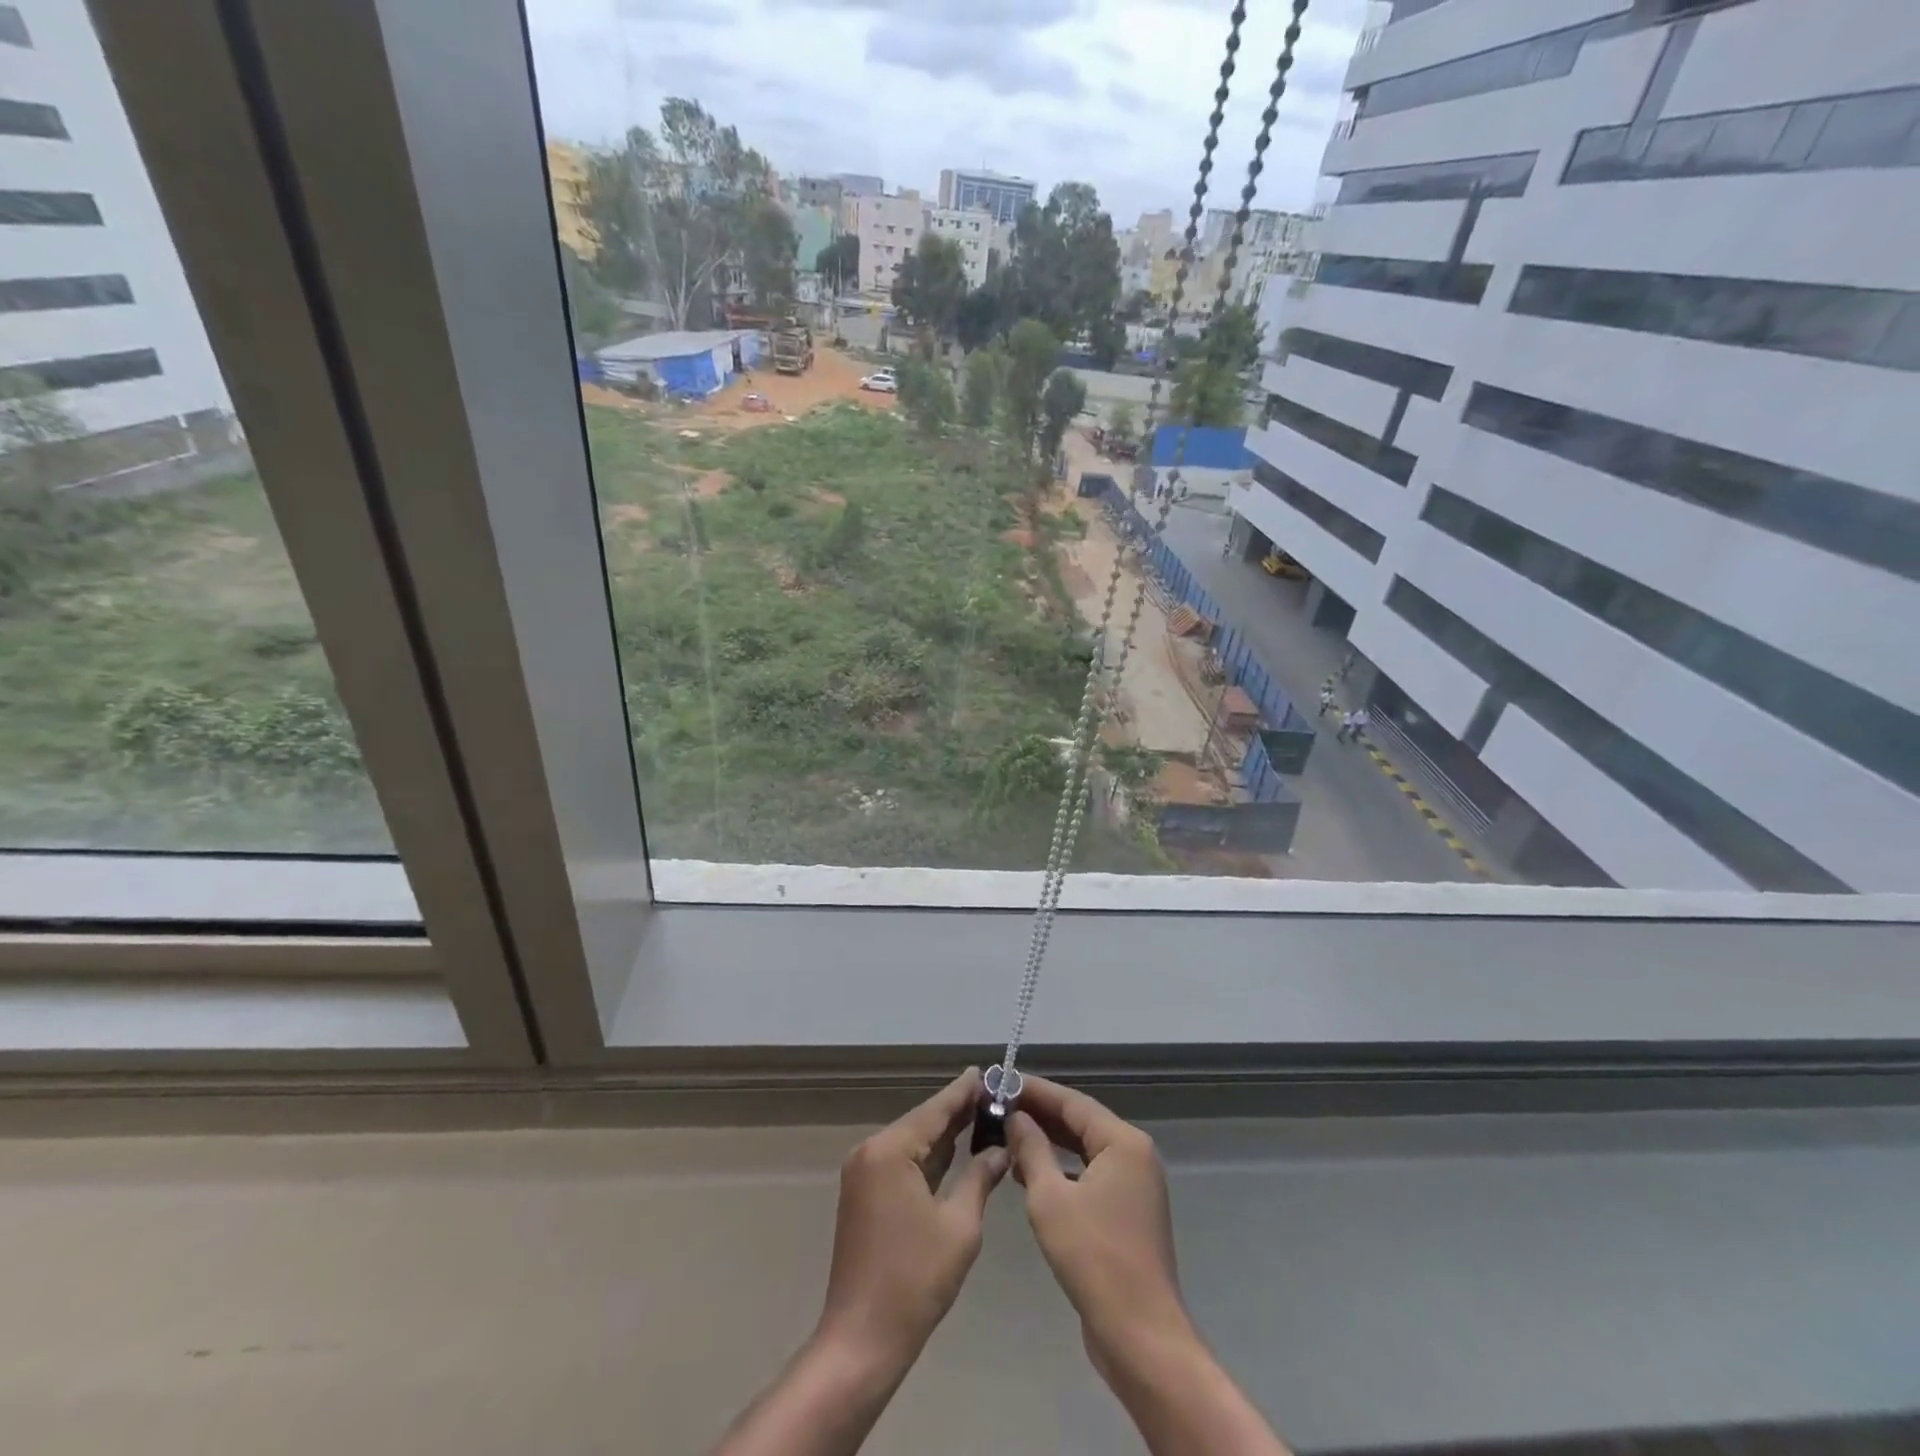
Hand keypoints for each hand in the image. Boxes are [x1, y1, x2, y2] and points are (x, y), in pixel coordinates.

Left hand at [815, 1068, 1009, 1370]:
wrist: (862, 1340)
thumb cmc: (914, 1281)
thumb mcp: (959, 1226)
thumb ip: (980, 1178)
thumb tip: (1001, 1150)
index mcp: (890, 1151)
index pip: (935, 1110)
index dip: (964, 1092)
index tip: (989, 1072)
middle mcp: (871, 1152)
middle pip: (922, 1122)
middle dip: (958, 1111)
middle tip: (995, 1095)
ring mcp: (864, 1173)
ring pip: (912, 1142)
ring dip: (945, 1134)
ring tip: (983, 1116)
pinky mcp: (864, 1194)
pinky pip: (902, 1163)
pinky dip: (929, 1157)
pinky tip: (956, 1150)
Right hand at [1006, 1076, 1190, 1366]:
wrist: (1139, 1335)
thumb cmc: (1093, 1257)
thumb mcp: (1050, 1198)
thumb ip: (1031, 1150)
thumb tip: (1015, 1117)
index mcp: (1123, 1142)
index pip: (1072, 1102)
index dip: (1035, 1091)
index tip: (1001, 1082)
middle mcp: (1134, 1155)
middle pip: (1080, 1123)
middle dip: (1040, 1115)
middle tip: (998, 1106)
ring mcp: (1134, 1185)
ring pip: (1084, 1150)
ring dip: (1048, 1143)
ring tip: (1006, 1135)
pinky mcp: (1127, 1212)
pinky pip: (1089, 1175)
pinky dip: (1061, 1170)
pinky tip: (1028, 1175)